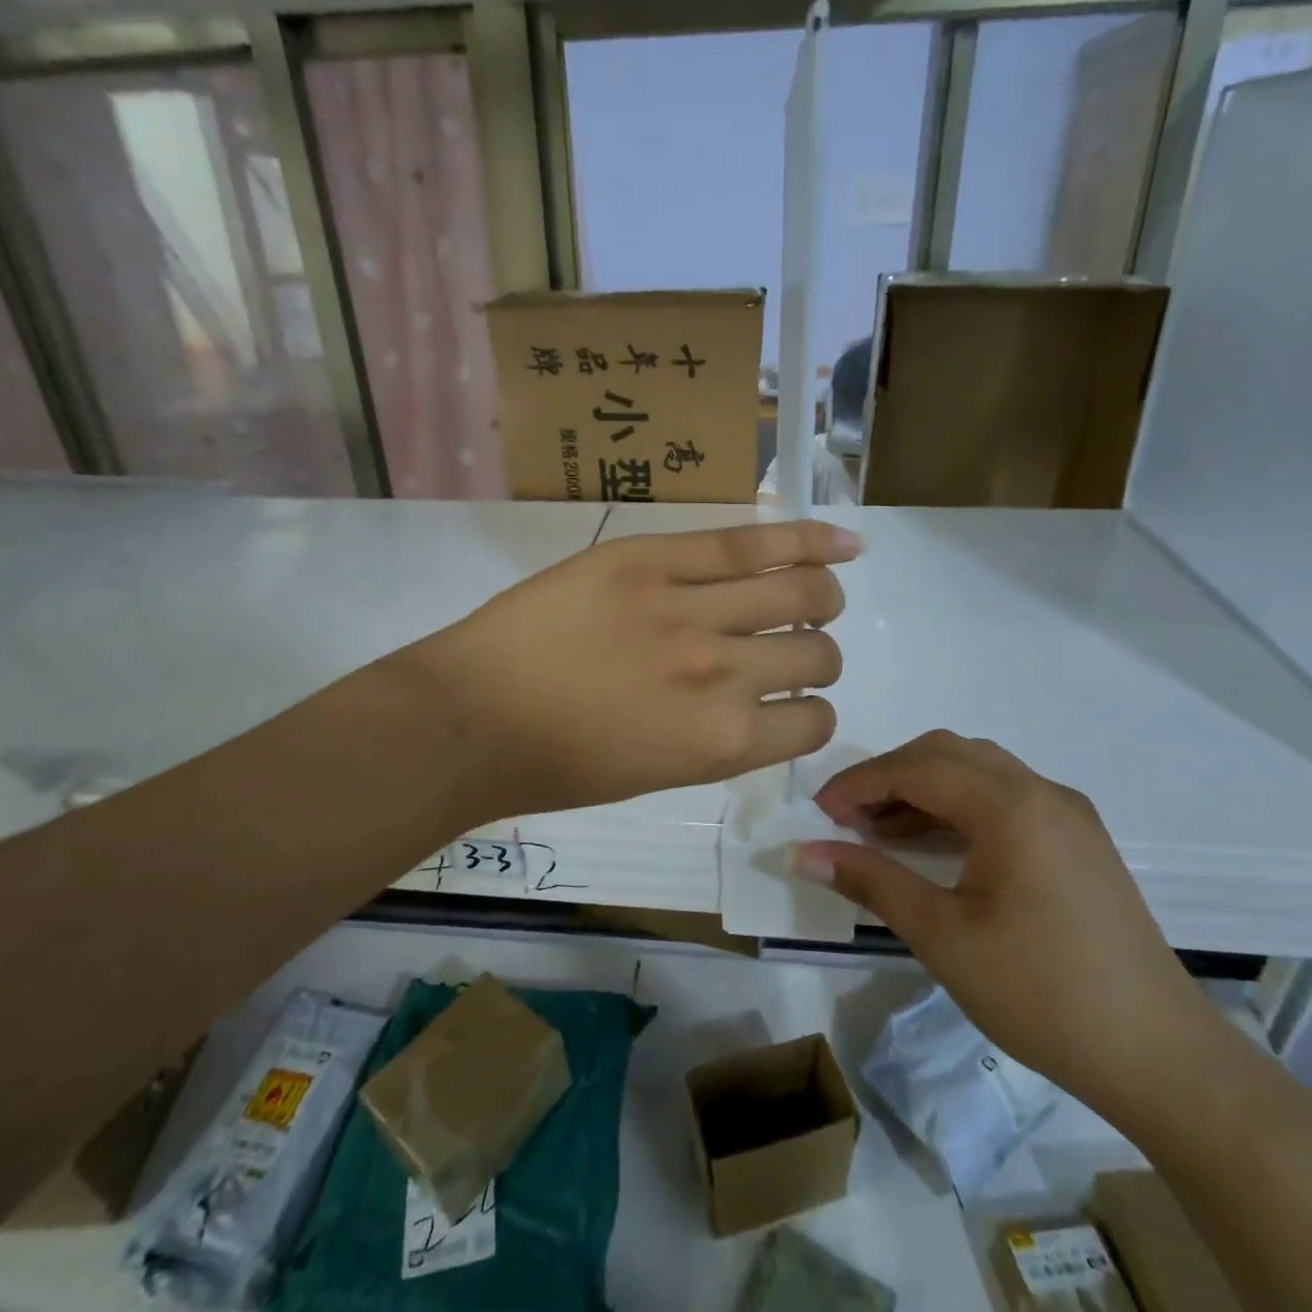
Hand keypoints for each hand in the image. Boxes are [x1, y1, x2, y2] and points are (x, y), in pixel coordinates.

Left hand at [395, 519, 861, 823]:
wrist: (471, 718)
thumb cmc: (556, 764)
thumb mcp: (655, 772)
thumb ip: (719, 737)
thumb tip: (761, 701)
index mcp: (723, 743)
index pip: (813, 722)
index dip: (807, 710)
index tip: (786, 699)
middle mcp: (722, 675)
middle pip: (817, 652)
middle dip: (816, 652)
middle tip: (792, 642)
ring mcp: (688, 608)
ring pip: (801, 591)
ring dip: (818, 597)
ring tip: (806, 592)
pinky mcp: (652, 558)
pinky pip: (747, 541)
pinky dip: (807, 539)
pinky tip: (840, 539)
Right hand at [794, 732, 1219, 1121]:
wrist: (1161, 1058)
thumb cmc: (1041, 994)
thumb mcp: (942, 936)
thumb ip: (870, 881)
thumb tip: (802, 853)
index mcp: (1011, 807)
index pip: (916, 768)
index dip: (860, 782)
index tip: (819, 812)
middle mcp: (1042, 792)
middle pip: (947, 754)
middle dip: (889, 776)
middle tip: (847, 817)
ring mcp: (1067, 814)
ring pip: (977, 771)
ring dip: (923, 789)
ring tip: (879, 831)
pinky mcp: (1079, 840)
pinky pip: (1004, 797)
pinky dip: (958, 807)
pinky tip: (934, 846)